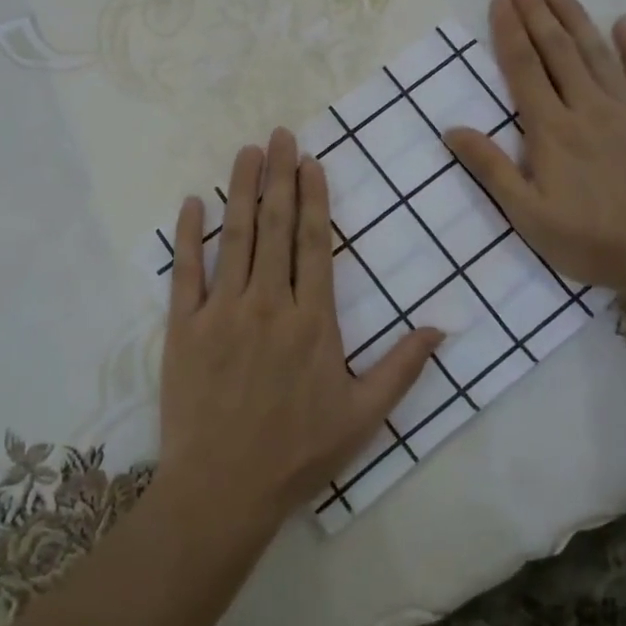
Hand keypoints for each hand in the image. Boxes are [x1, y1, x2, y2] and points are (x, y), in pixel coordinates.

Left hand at [157, 128, 441, 533]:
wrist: (224, 490)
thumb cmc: (299, 453)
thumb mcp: (364, 416)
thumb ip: (403, 367)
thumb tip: (441, 327)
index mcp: (313, 320)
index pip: (315, 243)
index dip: (314, 197)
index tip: (310, 162)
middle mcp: (269, 304)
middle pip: (276, 227)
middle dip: (279, 176)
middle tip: (280, 135)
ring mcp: (222, 312)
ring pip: (235, 238)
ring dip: (241, 190)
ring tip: (247, 151)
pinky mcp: (184, 327)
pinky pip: (187, 271)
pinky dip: (189, 235)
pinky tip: (193, 203)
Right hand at [444, 0, 625, 301]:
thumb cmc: (591, 241)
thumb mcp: (528, 215)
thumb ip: (491, 169)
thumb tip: (452, 130)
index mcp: (551, 130)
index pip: (524, 69)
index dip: (510, 31)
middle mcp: (587, 108)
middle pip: (557, 51)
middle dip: (536, 11)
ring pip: (597, 53)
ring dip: (575, 18)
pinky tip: (623, 22)